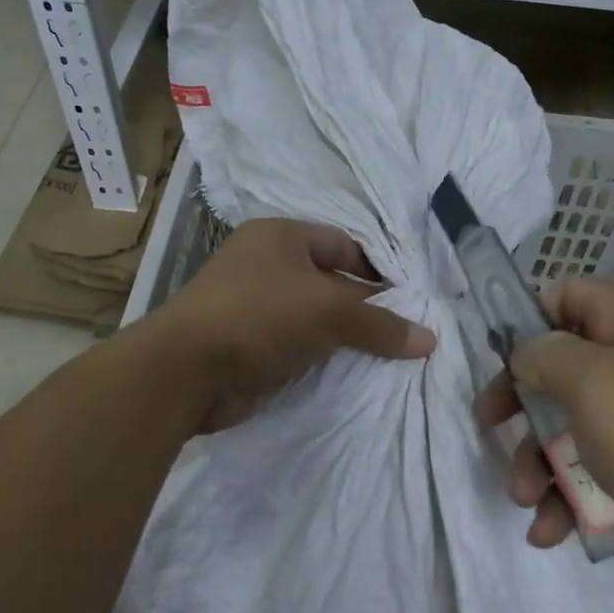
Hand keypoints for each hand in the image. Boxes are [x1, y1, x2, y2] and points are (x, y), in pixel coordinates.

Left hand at [148, 218, 435, 432]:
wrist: (184, 373)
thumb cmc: (258, 317)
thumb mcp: (327, 310)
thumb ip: (379, 323)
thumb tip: (429, 339)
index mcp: (280, 236)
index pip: (344, 244)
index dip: (378, 270)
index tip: (411, 300)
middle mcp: (266, 265)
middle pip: (331, 282)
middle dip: (365, 308)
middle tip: (406, 333)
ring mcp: (254, 306)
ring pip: (314, 318)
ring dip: (344, 338)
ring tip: (389, 358)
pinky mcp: (248, 345)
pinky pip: (297, 346)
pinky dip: (321, 359)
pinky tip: (352, 376)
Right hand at [473, 278, 613, 610]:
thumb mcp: (592, 384)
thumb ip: (545, 356)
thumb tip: (526, 352)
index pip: (564, 296)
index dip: (526, 322)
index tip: (497, 363)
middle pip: (559, 367)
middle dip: (522, 406)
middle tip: (491, 432)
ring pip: (572, 424)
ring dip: (538, 461)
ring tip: (525, 501)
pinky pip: (597, 469)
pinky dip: (568, 496)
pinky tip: (551, 531)